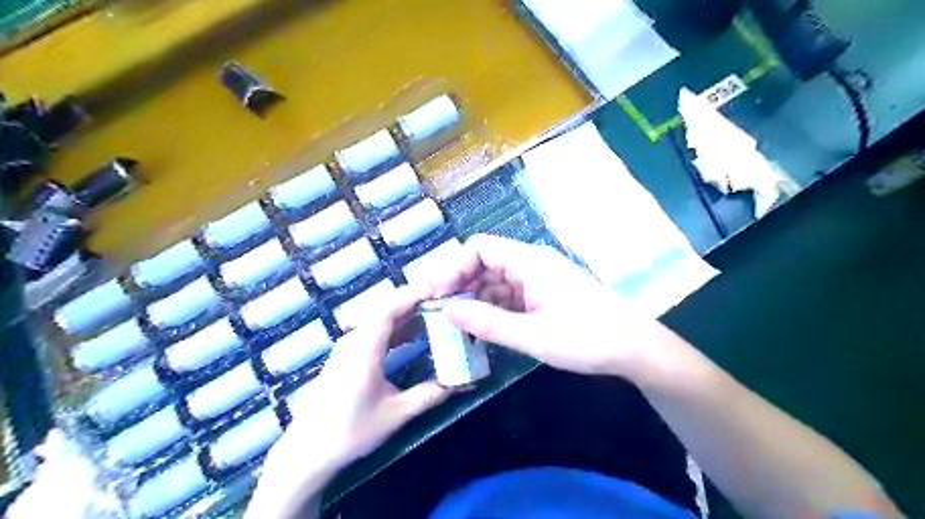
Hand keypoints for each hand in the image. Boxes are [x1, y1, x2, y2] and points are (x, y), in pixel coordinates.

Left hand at [245, 286, 447, 517]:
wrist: (308, 451)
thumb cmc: (351, 431)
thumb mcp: (396, 413)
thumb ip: (431, 395)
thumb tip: (463, 384)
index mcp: (364, 348)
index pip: (389, 308)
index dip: (414, 295)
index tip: (440, 290)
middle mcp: (355, 340)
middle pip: (386, 308)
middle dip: (416, 300)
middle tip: (446, 300)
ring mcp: (350, 346)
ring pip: (382, 319)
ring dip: (408, 313)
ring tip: (437, 312)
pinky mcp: (349, 355)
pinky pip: (377, 331)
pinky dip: (398, 327)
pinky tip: (416, 332)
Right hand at [430, 236, 668, 381]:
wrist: (634, 349)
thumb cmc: (585, 339)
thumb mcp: (531, 335)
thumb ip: (487, 322)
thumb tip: (446, 310)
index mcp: (529, 262)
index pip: (480, 248)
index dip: (453, 267)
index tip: (435, 294)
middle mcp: (533, 263)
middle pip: (486, 263)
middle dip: (461, 285)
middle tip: (441, 313)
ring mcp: (540, 278)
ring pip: (497, 281)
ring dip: (477, 299)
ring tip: (459, 325)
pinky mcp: (546, 294)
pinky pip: (511, 294)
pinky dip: (495, 308)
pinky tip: (485, 327)